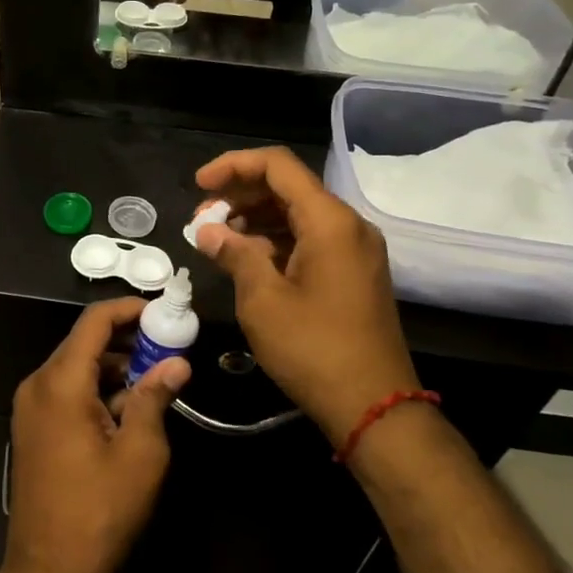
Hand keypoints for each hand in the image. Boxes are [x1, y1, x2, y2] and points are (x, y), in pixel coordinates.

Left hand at [6, 298, 192, 572]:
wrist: (49, 570)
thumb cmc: (99, 510)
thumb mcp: (140, 453)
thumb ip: (155, 397)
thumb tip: (177, 363)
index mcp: (61, 382)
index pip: (94, 321)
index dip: (129, 308)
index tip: (164, 311)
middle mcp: (38, 384)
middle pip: (84, 342)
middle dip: (128, 338)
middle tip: (169, 345)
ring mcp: (31, 406)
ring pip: (77, 366)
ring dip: (115, 365)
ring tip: (157, 376)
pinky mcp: (33, 426)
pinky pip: (67, 390)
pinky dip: (97, 388)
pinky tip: (129, 406)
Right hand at [191, 147, 419, 440]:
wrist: (375, 407)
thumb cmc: (314, 349)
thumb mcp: (263, 300)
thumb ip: (234, 254)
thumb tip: (207, 231)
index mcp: (329, 220)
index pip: (277, 165)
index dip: (233, 165)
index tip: (198, 185)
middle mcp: (347, 224)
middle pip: (288, 186)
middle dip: (240, 194)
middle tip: (201, 218)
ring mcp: (355, 249)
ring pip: (298, 212)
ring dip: (255, 217)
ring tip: (217, 239)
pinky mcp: (353, 272)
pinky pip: (310, 238)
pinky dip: (275, 239)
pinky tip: (246, 258)